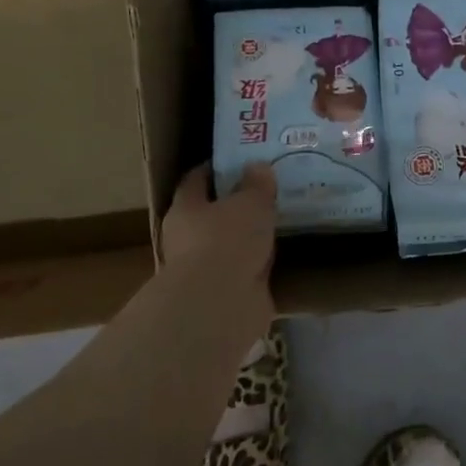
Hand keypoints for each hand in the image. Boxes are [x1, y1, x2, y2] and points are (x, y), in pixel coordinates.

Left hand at [162, 164, 276, 313]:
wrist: (221, 304)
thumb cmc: (227, 240)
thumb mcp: (250, 202)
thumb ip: (256, 185)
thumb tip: (258, 167)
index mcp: (186, 209)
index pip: (195, 180)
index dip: (213, 169)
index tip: (235, 161)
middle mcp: (188, 238)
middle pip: (211, 214)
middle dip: (235, 205)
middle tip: (265, 192)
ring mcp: (206, 269)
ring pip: (229, 244)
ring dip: (248, 237)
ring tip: (276, 222)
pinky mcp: (224, 294)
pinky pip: (245, 270)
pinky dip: (258, 264)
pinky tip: (279, 255)